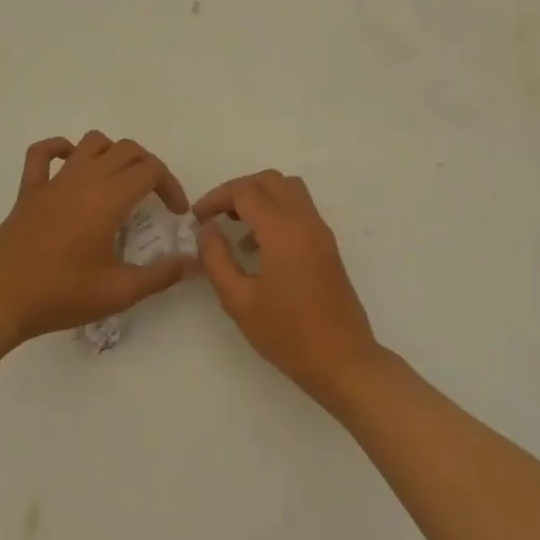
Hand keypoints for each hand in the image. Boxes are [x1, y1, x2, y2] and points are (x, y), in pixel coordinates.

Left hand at [0, 133, 197, 344]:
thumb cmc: (60, 296)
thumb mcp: (119, 292)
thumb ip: (162, 275)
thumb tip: (196, 264)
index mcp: (108, 199)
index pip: (151, 169)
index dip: (171, 186)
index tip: (176, 214)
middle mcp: (83, 179)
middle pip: (127, 150)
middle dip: (149, 168)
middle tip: (155, 199)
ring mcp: (53, 181)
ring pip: (92, 143)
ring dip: (113, 154)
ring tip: (120, 183)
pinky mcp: (28, 191)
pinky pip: (43, 153)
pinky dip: (61, 149)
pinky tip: (71, 166)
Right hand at [194, 170, 381, 399]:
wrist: (342, 359)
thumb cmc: (287, 333)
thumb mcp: (239, 300)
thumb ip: (217, 259)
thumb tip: (208, 229)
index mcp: (283, 230)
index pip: (246, 192)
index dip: (217, 198)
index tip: (197, 218)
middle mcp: (305, 221)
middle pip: (270, 181)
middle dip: (239, 190)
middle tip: (215, 215)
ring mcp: (321, 232)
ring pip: (289, 190)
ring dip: (260, 198)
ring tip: (235, 228)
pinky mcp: (327, 245)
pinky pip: (300, 210)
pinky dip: (276, 212)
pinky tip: (258, 248)